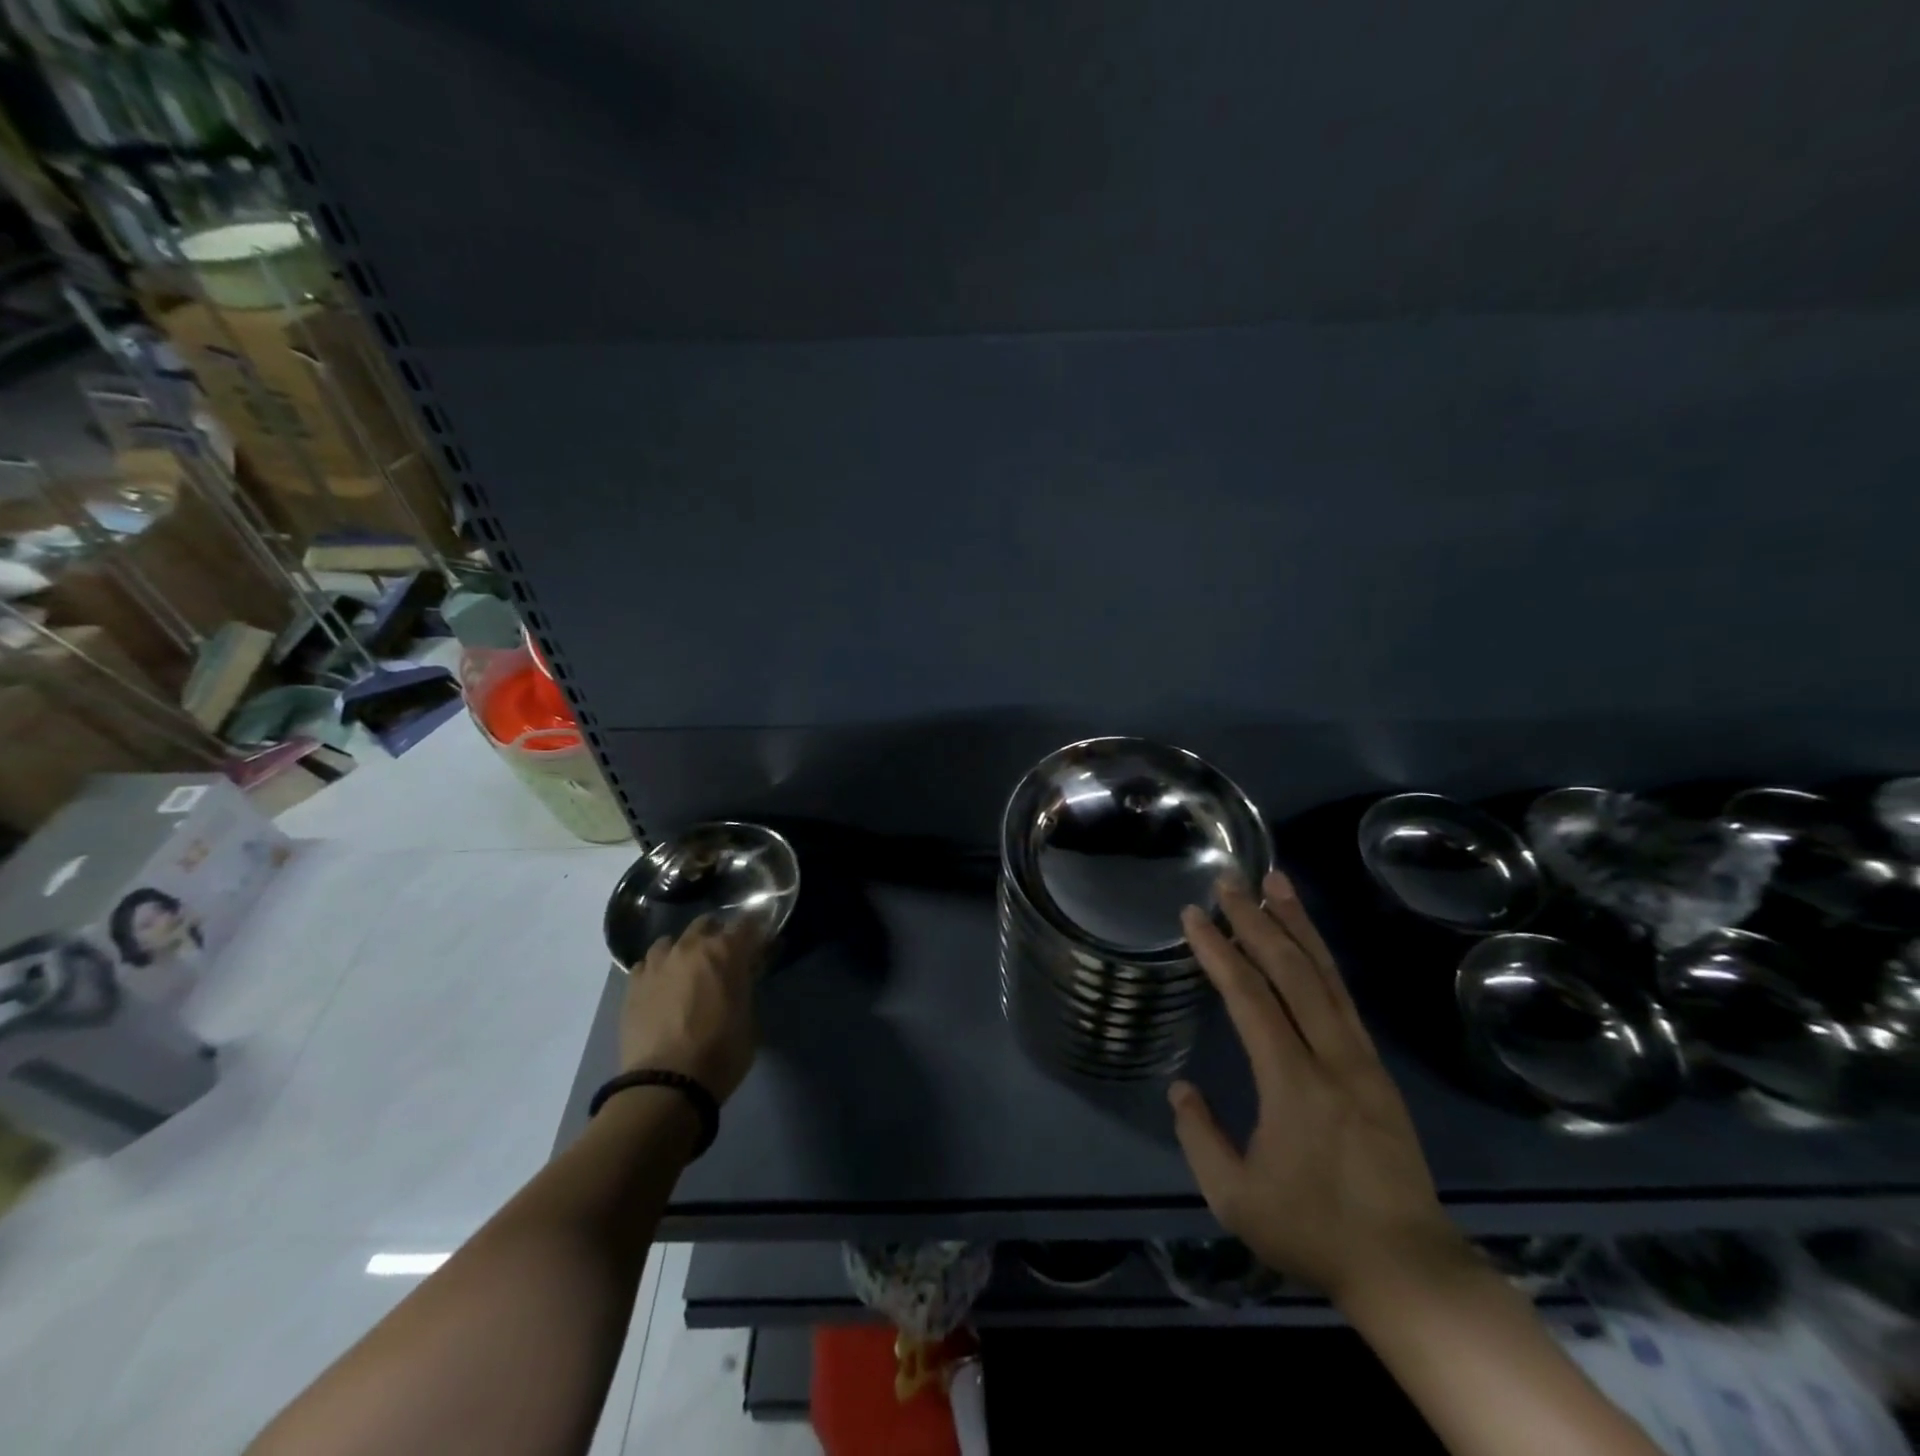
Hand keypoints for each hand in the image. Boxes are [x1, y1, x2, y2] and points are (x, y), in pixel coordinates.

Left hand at [619, 917, 762, 1100]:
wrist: (666, 1083)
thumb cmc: (721, 1052)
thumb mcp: (749, 1017)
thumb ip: (747, 985)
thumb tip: (747, 972)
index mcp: (725, 951)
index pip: (747, 923)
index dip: (756, 929)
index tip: (761, 941)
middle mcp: (690, 947)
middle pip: (706, 924)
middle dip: (717, 934)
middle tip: (725, 956)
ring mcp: (657, 964)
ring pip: (671, 941)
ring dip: (683, 950)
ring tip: (687, 971)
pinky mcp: (632, 985)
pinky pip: (647, 965)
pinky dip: (658, 970)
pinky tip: (661, 987)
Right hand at [1170, 872, 1463, 1306]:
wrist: (1408, 1269)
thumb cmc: (1313, 1232)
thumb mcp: (1234, 1198)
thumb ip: (1200, 1136)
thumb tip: (1181, 1088)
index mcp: (1293, 1083)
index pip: (1250, 998)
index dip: (1219, 951)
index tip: (1192, 915)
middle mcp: (1331, 1057)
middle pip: (1292, 971)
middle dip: (1256, 919)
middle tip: (1229, 880)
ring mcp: (1361, 1058)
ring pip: (1326, 975)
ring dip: (1297, 924)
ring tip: (1276, 882)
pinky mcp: (1377, 1068)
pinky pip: (1344, 996)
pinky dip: (1321, 956)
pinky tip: (1307, 940)